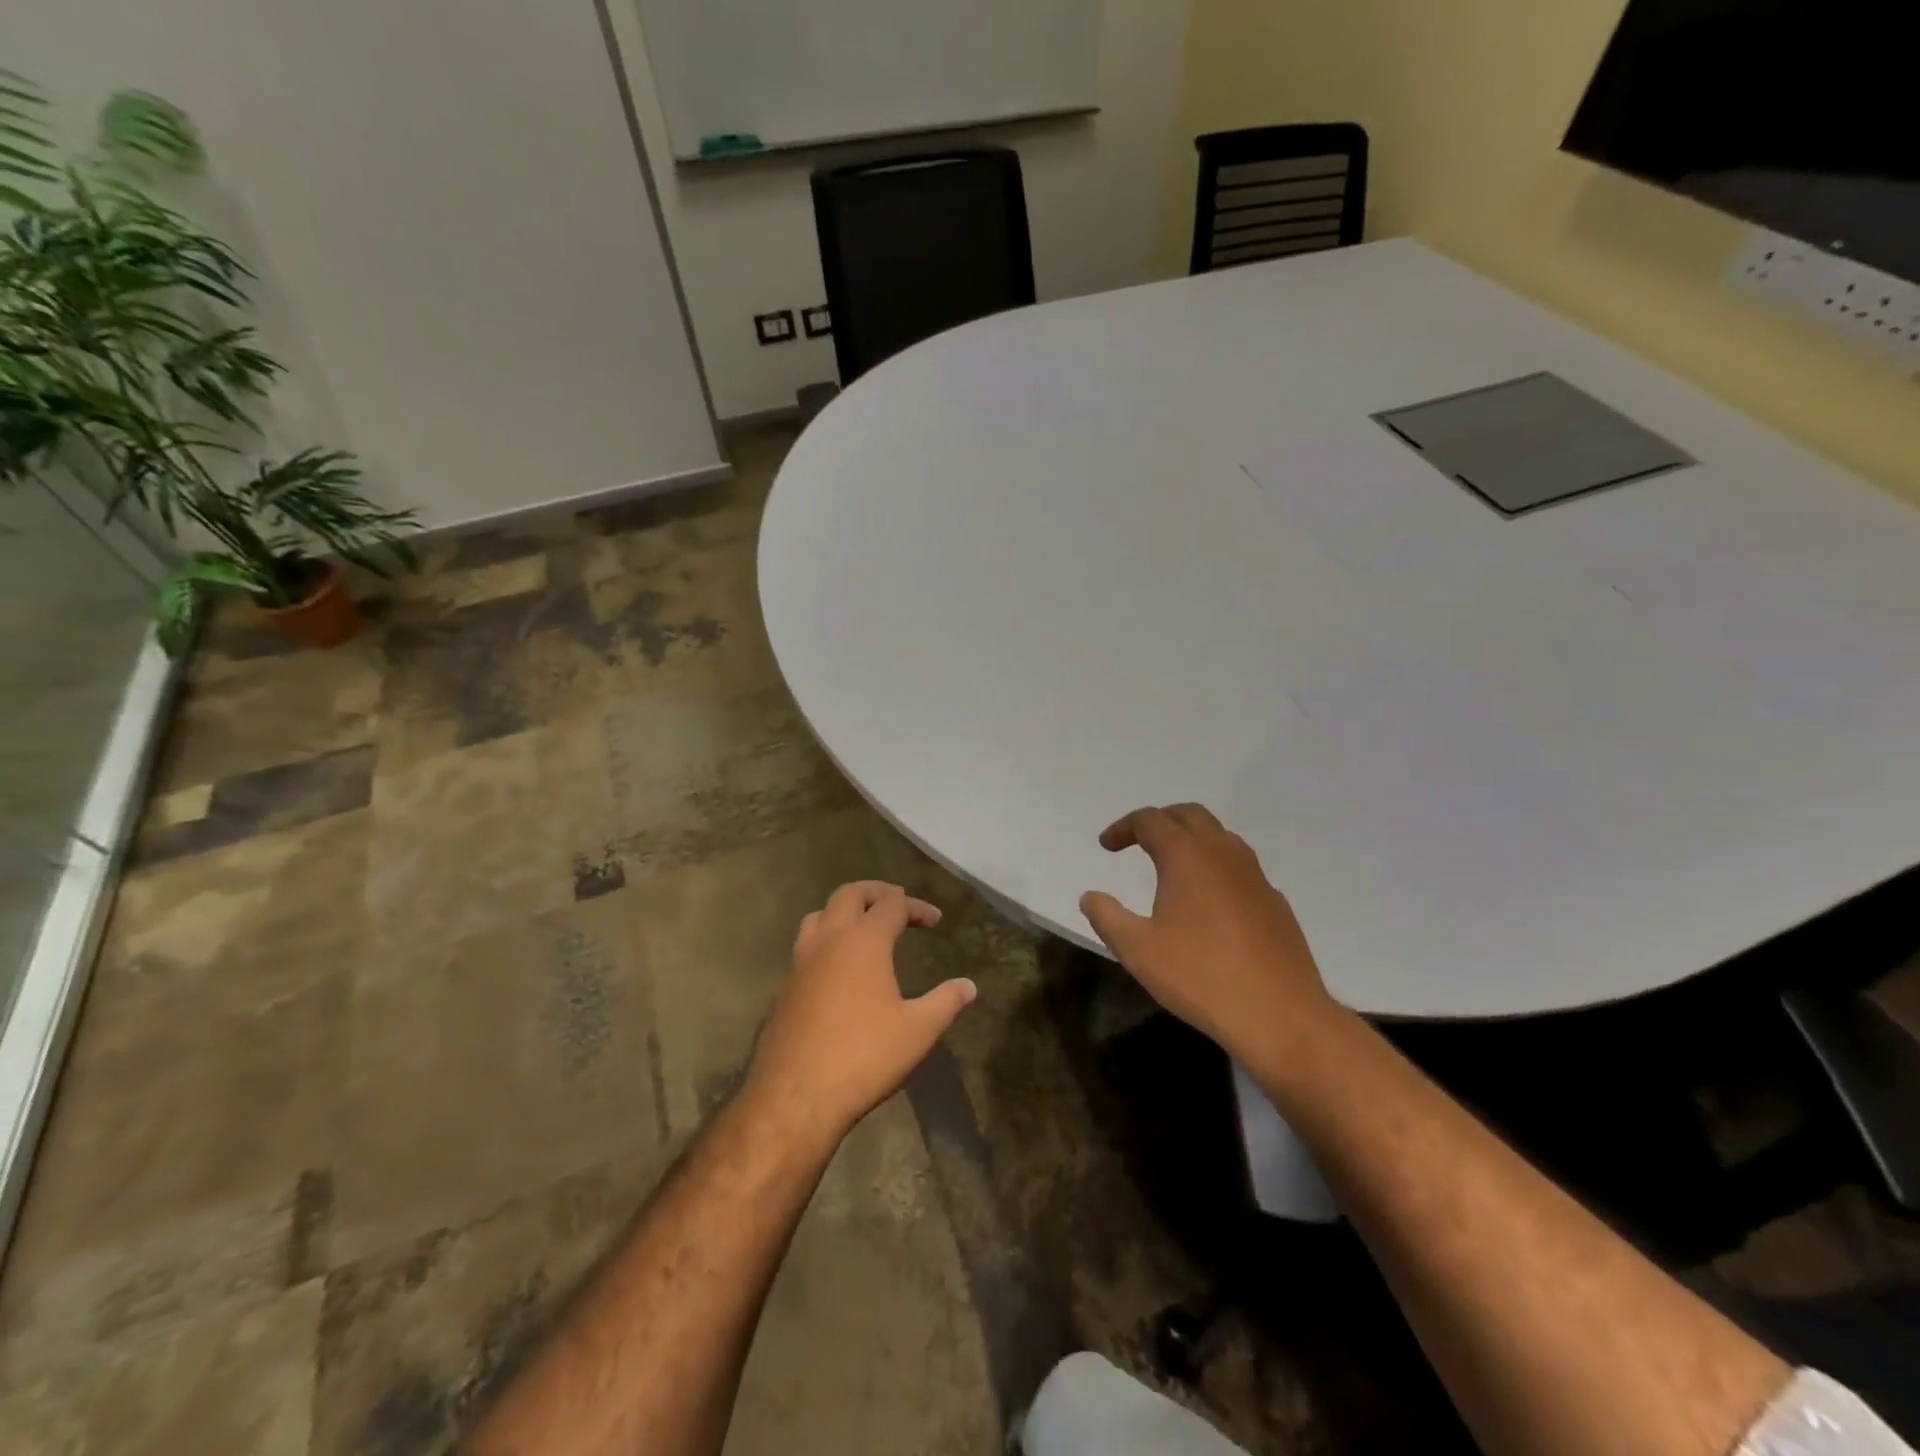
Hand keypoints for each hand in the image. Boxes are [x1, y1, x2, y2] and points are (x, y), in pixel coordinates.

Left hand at [744, 881, 975, 1145]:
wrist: (795, 1097)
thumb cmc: (864, 1057)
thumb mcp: (918, 1031)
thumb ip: (946, 1002)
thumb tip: (969, 986)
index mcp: (863, 940)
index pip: (893, 904)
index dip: (917, 907)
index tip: (936, 921)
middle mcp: (829, 940)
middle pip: (850, 894)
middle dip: (877, 893)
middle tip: (899, 903)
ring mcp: (801, 962)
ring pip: (819, 915)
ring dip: (844, 911)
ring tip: (864, 926)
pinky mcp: (785, 987)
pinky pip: (806, 946)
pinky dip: (827, 941)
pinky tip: (839, 969)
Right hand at [1079, 804, 1338, 1062]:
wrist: (1280, 1016)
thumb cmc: (1200, 977)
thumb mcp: (1137, 950)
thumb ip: (1107, 917)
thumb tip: (1091, 896)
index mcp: (1187, 856)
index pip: (1150, 820)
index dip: (1123, 827)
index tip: (1106, 845)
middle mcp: (1223, 853)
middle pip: (1188, 815)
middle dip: (1159, 821)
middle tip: (1136, 842)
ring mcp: (1255, 875)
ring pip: (1219, 836)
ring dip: (1190, 838)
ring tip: (1171, 865)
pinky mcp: (1274, 901)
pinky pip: (1239, 866)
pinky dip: (1215, 865)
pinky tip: (1207, 901)